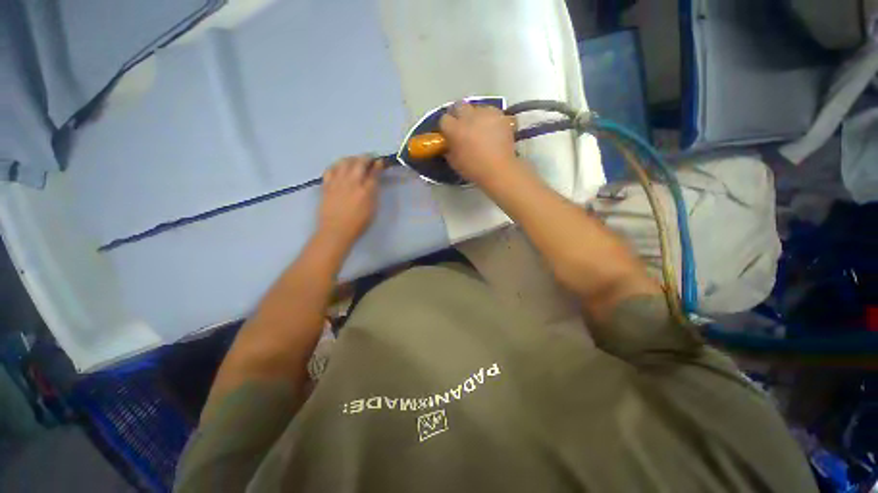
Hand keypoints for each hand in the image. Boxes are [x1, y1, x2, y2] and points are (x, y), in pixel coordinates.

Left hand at [317, 156, 381, 248]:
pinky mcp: (327, 185)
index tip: (380, 161)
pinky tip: (339, 167)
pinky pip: (331, 169)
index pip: (374, 172)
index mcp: (366, 190)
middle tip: (370, 158)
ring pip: (344, 162)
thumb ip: (374, 193)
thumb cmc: (359, 223)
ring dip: (352, 158)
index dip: (378, 164)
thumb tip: (374, 181)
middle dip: (367, 157)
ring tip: (355, 161)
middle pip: (360, 162)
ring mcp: (338, 182)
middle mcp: (352, 182)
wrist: (336, 230)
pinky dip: (337, 165)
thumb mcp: (373, 209)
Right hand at [438, 101, 518, 185]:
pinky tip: (491, 128)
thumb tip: (449, 143)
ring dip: (475, 116)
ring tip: (479, 127)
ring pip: (476, 107)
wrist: (499, 170)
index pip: (444, 119)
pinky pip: (491, 111)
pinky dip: (488, 118)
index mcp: (455, 129)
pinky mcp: (500, 115)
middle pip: (459, 106)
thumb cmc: (474, 169)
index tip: (448, 133)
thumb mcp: (455, 162)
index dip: (446, 127)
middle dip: (458, 114)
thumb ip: (449, 149)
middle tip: (462, 126)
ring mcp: (485, 114)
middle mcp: (469, 117)